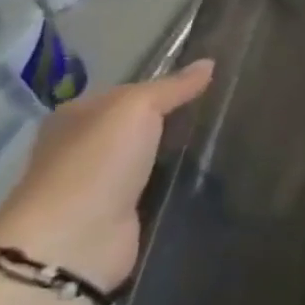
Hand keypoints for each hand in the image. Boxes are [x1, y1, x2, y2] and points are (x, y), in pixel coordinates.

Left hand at [0, 60, 214, 291]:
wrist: (75, 242)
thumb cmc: (98, 163)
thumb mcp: (135, 108)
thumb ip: (173, 87)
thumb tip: (209, 62)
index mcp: (77, 115)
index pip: (130, 91)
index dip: (167, 85)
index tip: (212, 83)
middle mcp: (84, 147)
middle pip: (141, 125)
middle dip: (177, 119)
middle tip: (227, 110)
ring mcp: (102, 184)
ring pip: (152, 157)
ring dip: (181, 153)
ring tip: (230, 139)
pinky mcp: (122, 215)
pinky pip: (159, 188)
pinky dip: (179, 183)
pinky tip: (212, 174)